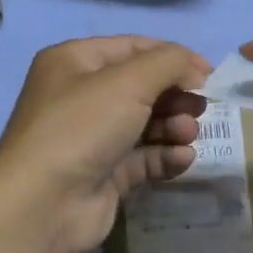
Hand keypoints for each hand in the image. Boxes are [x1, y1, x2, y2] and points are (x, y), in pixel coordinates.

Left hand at [0, 36, 210, 252]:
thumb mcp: (129, 81)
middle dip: (175, 96)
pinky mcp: (104, 176)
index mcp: (74, 63)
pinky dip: (165, 156)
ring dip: (173, 127)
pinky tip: (181, 159)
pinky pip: (143, 159)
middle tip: (200, 108)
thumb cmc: (82, 127)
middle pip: (142, 88)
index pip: (132, 48)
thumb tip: (196, 69)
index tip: (209, 73)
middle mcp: (80, 97)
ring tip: (187, 135)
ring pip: (145, 125)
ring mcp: (92, 139)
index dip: (172, 57)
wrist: (44, 203)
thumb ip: (170, 64)